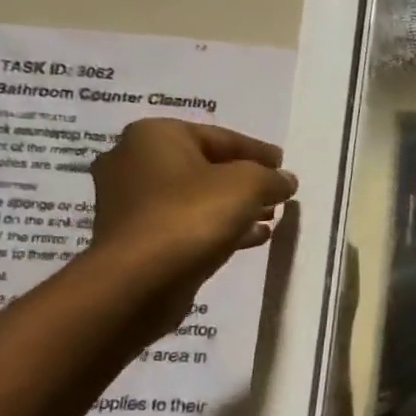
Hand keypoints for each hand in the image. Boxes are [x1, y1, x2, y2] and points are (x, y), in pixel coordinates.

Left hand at [87, 119, 296, 332]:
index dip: (258, 151)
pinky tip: (251, 238)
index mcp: (155, 136)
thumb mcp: (248, 185)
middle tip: (276, 192)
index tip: (284, 165)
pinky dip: (217, 226)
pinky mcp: (136, 236)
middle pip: (205, 166)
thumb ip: (272, 178)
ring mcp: (130, 201)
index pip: (220, 137)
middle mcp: (133, 161)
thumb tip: (285, 180)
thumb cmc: (192, 215)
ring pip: (195, 197)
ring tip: (269, 217)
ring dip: (234, 206)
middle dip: (244, 180)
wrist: (139, 279)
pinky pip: (185, 223)